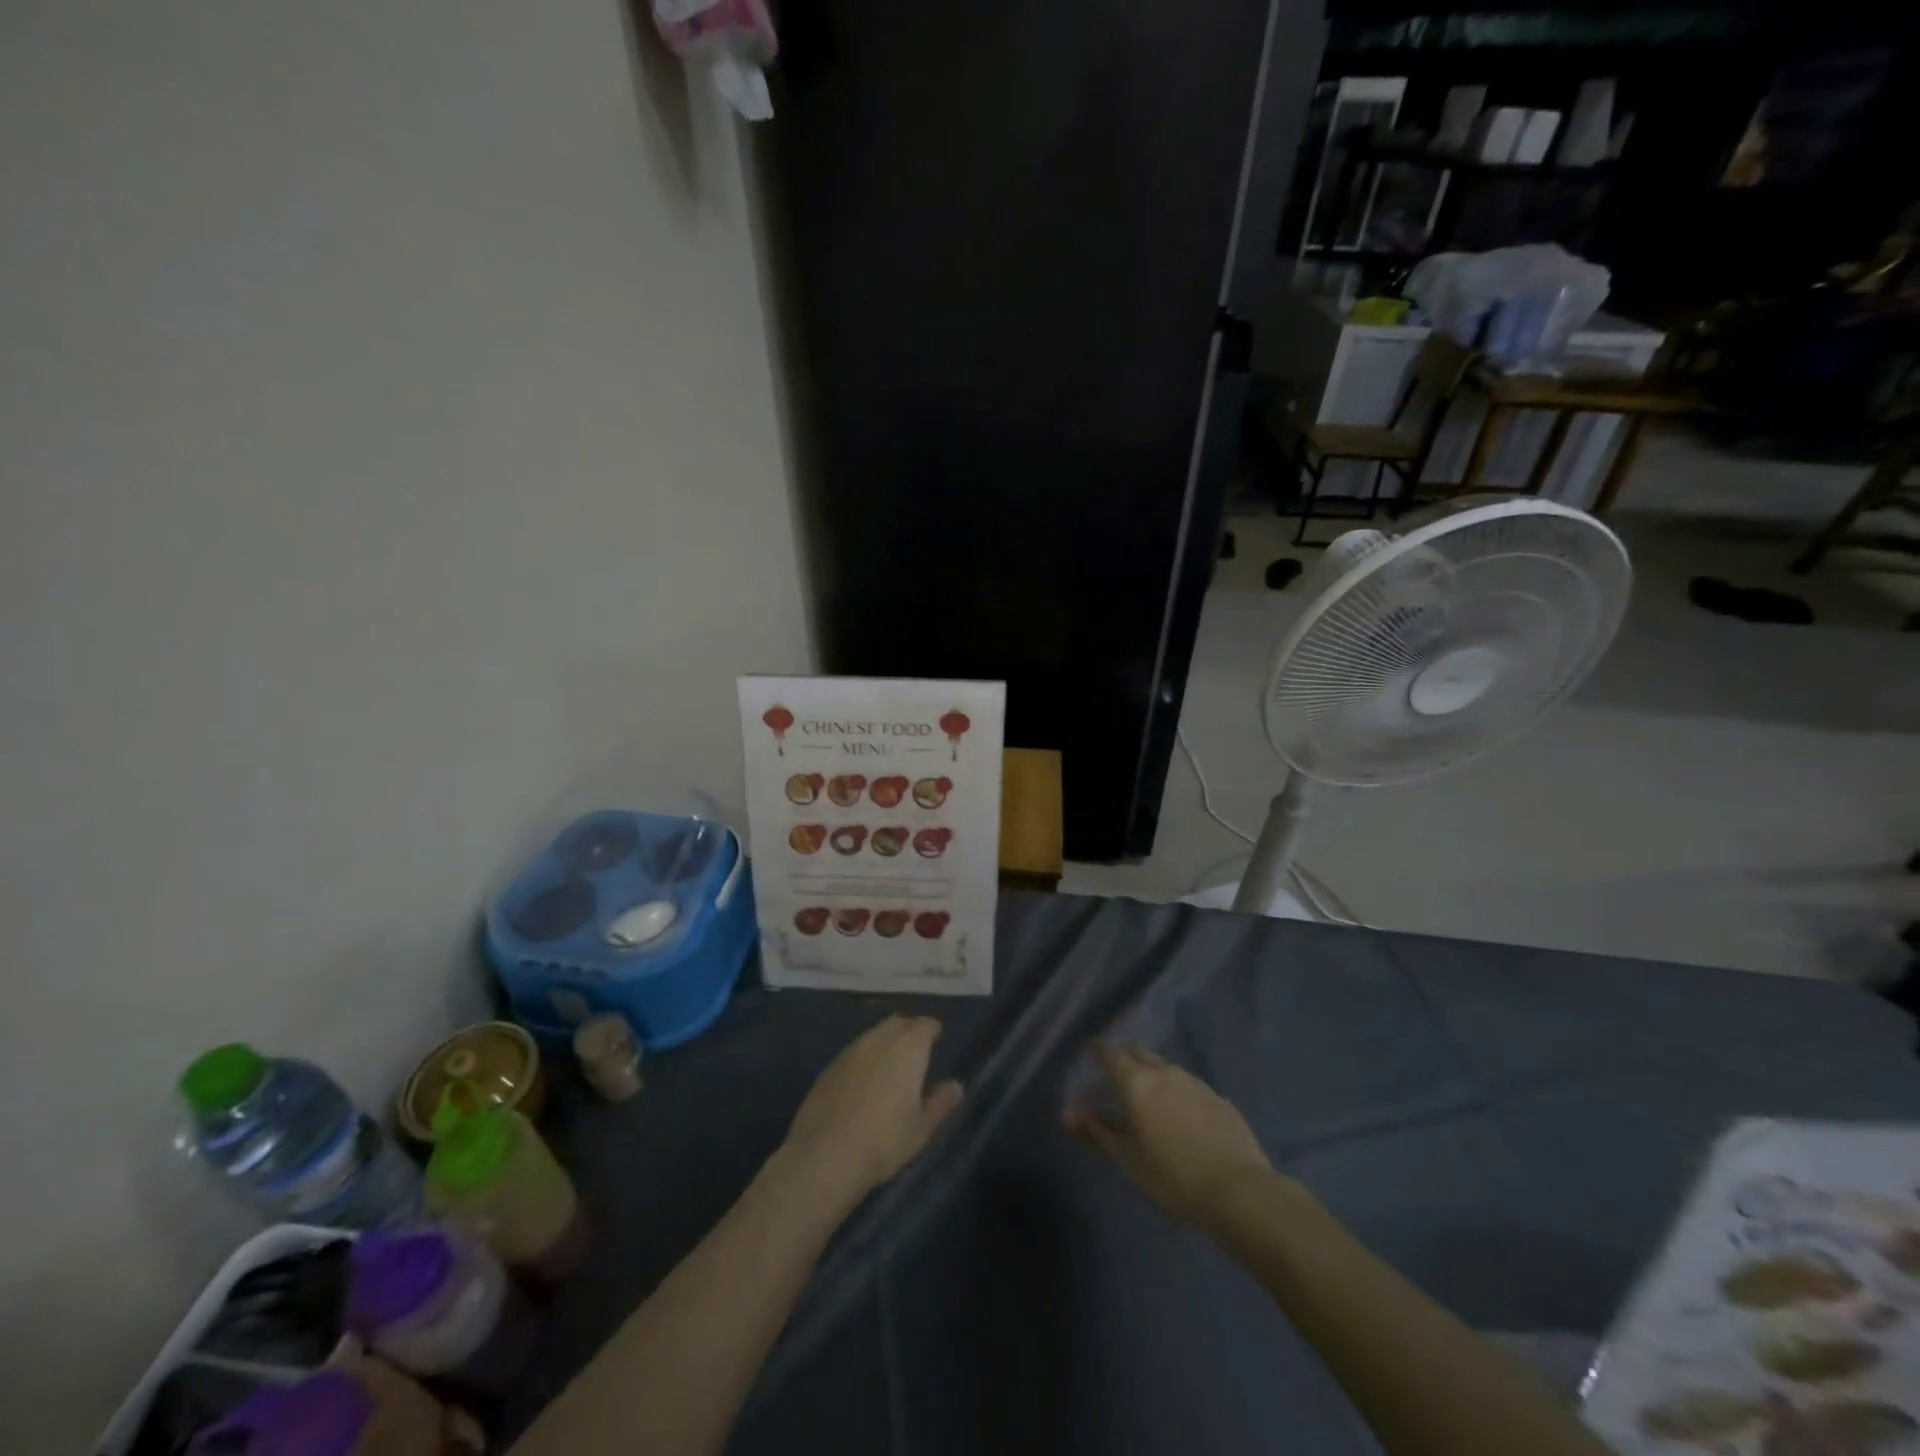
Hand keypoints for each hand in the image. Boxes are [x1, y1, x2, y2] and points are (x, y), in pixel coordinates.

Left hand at [783, 1015, 963, 1204]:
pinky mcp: (829, 1066)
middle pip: (898, 1023)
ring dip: (885, 1041)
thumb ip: (941, 1102)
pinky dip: (865, 1057)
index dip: (932, 1028)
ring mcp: (851, 1050)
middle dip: (909, 1029)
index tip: (937, 1035)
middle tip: (916, 1046)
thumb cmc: (884, 1140)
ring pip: (874, 1034)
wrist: (825, 1154)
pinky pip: (854, 1051)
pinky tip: (864, 1078)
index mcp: (908, 1048)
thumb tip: (956, 1085)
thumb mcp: (922, 1128)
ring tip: (891, 1062)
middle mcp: (879, 1039)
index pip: (925, 1025)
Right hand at [1064, 1041, 1273, 1227]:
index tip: (1089, 1058)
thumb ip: (1095, 1132)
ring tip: (1148, 1105)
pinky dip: (1176, 1095)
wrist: (1240, 1192)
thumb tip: (1067, 1113)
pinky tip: (1181, 1121)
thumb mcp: (1127, 1159)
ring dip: (1151, 1077)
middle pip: (1137, 1053)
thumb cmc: (1172, 1177)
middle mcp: (1163, 1071)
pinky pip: (1188, 1087)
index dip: (1096, 1052)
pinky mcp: (1219, 1099)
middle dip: (1123, 1061)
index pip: (1108, 1052)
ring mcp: (1195, 1082)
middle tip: (1115, 1084)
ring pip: (1164, 1068)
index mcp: (1135, 1081)